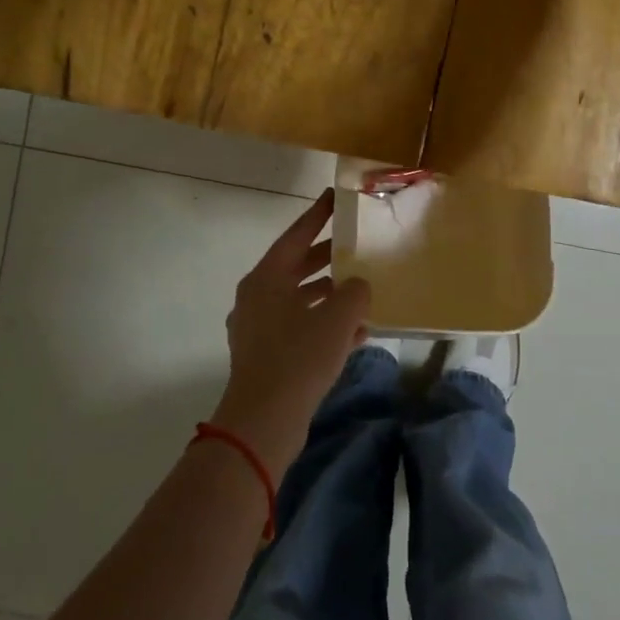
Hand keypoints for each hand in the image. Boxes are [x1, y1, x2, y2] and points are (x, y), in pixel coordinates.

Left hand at [211, 190, 370, 477]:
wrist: (264, 422)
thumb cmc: (299, 358)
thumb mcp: (337, 319)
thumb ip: (354, 292)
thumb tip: (357, 286)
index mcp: (266, 278)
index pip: (296, 236)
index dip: (318, 215)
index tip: (335, 197)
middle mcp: (258, 298)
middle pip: (296, 266)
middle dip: (327, 257)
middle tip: (354, 243)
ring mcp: (259, 328)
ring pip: (299, 300)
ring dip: (329, 295)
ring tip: (361, 290)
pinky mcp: (266, 356)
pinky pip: (300, 328)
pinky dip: (324, 324)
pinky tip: (356, 333)